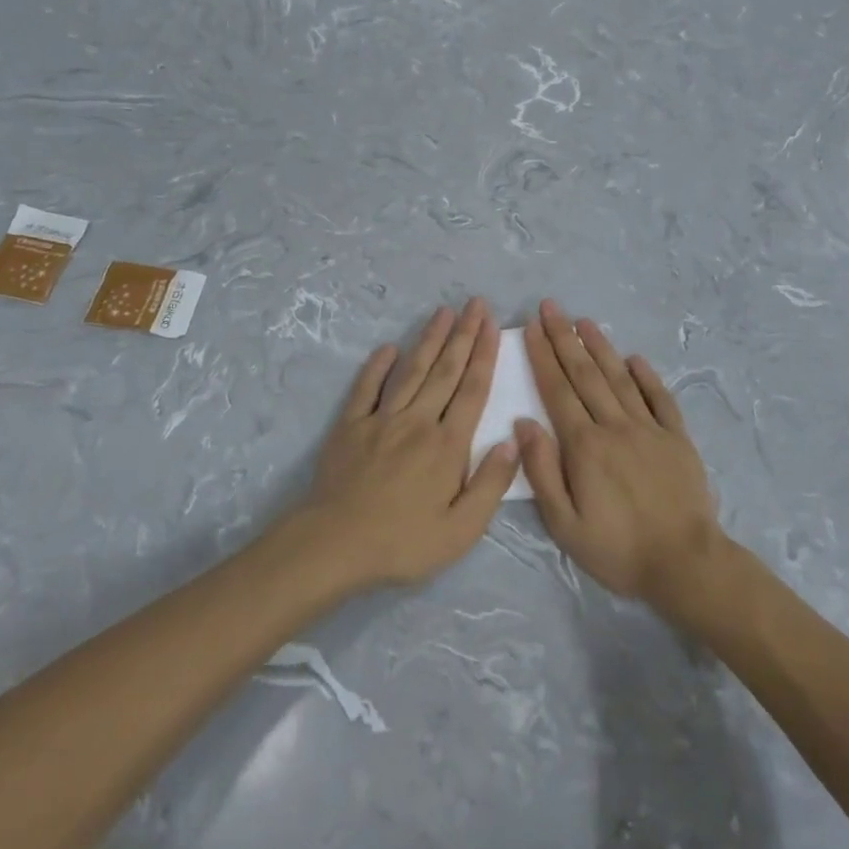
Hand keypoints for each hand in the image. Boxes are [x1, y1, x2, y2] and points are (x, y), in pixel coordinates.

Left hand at [297, 299, 517, 590]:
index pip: (473, 390)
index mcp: (448, 445)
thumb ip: (490, 484)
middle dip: (463, 334)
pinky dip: (377, 366)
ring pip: (411, 371)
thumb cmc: (403, 543)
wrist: (335, 545)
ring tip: (443, 312)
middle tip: (474, 303)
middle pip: (445, 371)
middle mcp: (418, 421)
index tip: (492, 324)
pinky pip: (366, 388)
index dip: (484, 354)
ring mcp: (381, 420)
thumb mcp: (461, 530)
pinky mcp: (350, 426)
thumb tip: (513, 441)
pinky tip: (389, 348)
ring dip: (429, 340)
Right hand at [515, 300, 725, 608]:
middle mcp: (615, 426)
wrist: (685, 564)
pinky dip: (646, 375)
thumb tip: (524, 423)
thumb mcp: (565, 524)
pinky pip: (660, 398)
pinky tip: (634, 358)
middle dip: (564, 338)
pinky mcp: (677, 438)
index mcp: (585, 446)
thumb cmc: (617, 549)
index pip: (557, 391)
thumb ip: (543, 471)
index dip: (542, 357)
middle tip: (551, 307)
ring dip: (600, 347)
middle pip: (585, 375)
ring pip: (620, 378)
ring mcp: (649, 429)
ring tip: (583, 321)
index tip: (530, 328)